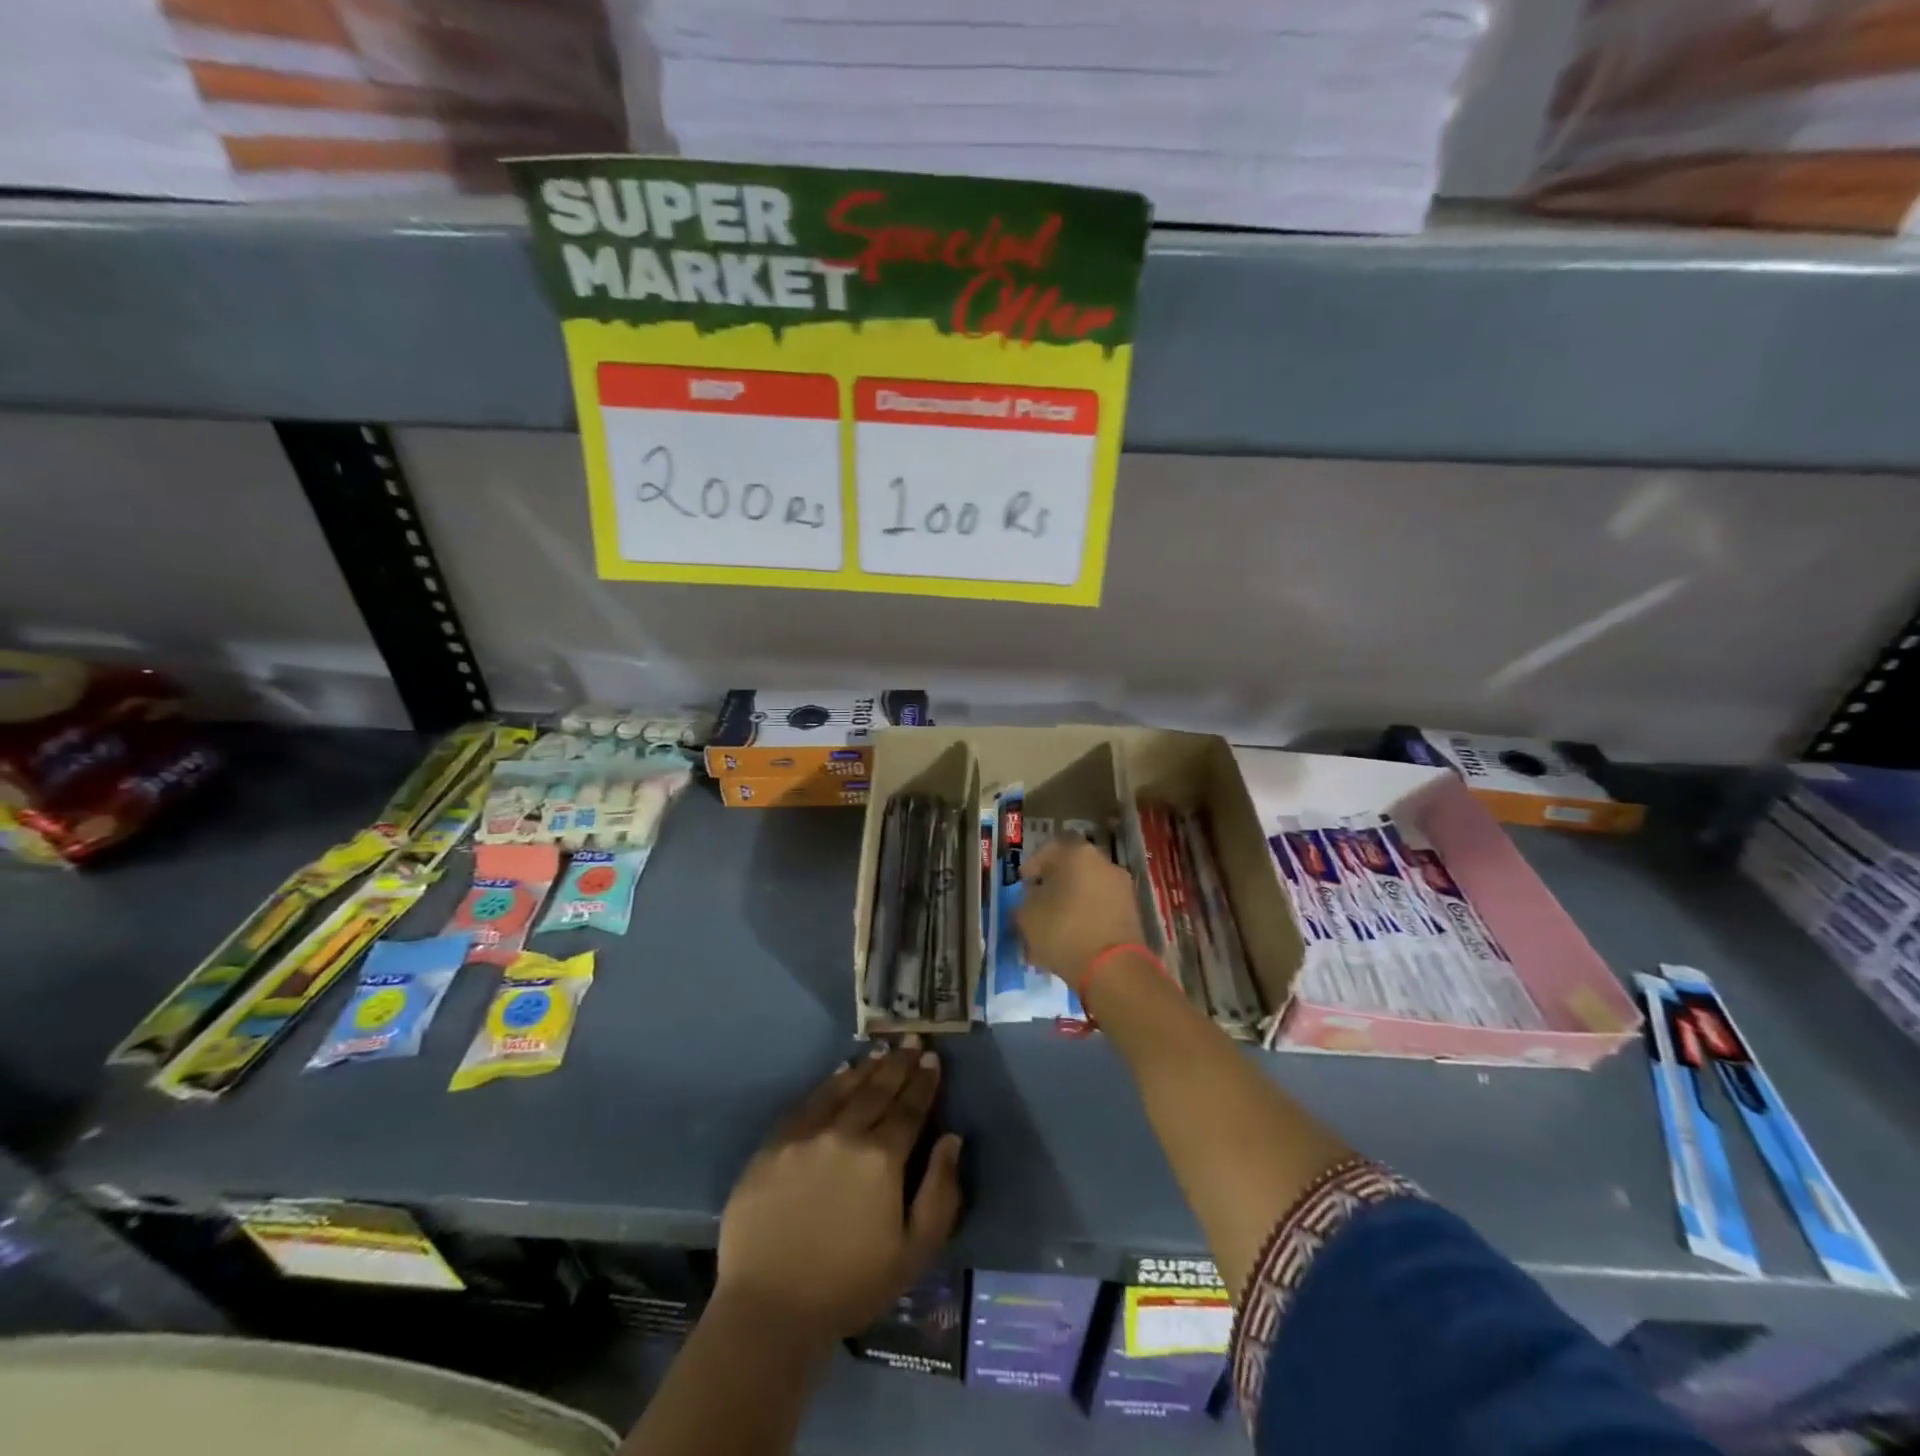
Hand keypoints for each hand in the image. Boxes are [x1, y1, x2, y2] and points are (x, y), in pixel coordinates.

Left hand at [717, 1046, 962, 1343]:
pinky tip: (840, 1072)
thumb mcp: (913, 1254)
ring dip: (867, 1067)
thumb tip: (951, 1139)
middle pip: (878, 1089)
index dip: (924, 1082)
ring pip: (844, 1088)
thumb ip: (940, 1193)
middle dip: (899, 1063)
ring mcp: (806, 1135)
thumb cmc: (849, 1287)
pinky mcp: (774, 1144)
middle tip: (912, 1040)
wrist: (769, 1310)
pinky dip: (829, 1083)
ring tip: (883, 1051)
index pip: (910, 1108)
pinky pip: (808, 1101)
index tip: (933, 1059)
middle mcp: (845, 1133)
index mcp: (882, 1158)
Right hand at [1016, 835, 1147, 986]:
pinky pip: (1101, 909)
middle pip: (1071, 870)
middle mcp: (1105, 863)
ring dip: (1070, 904)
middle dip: (1053, 886)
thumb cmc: (1064, 932)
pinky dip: (1086, 918)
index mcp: (1078, 853)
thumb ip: (1025, 902)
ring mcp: (1123, 888)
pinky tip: (1073, 939)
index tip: (1023, 884)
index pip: (1049, 849)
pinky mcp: (1133, 914)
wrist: (1114, 970)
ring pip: (1087, 890)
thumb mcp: (1027, 916)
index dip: (1032, 867)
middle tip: (1037, 906)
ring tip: (1054, 928)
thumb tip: (1032, 900)